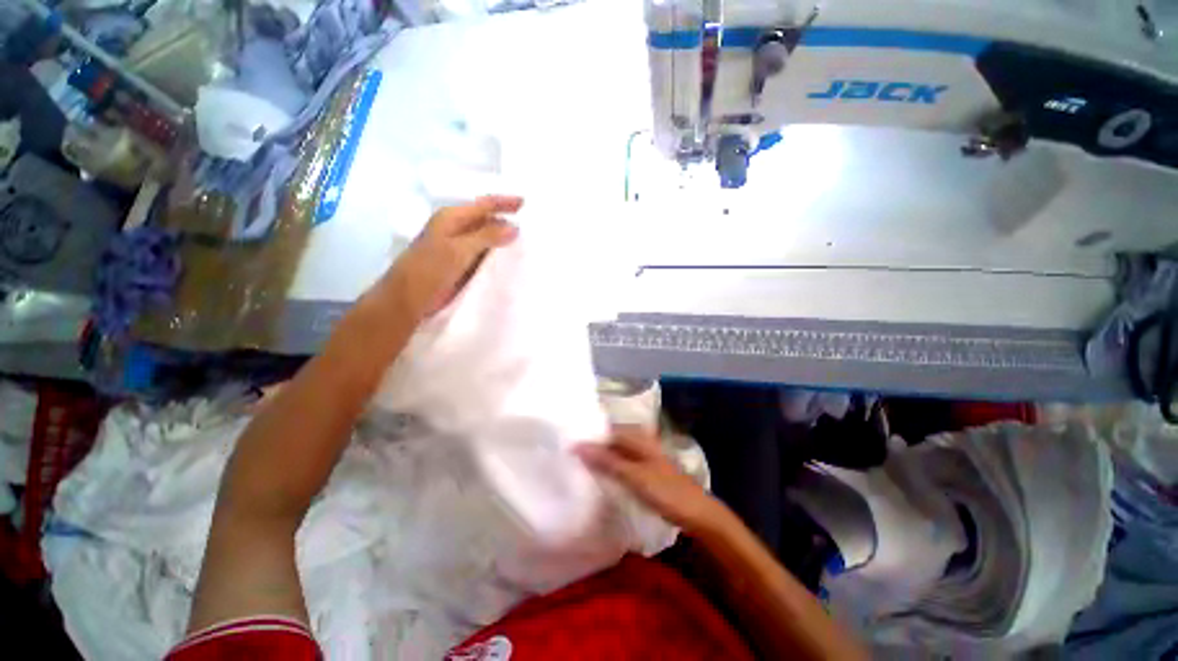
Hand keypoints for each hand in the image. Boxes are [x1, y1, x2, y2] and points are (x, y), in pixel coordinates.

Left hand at [381, 196, 522, 318]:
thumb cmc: (430, 270)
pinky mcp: (462, 266)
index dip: (505, 202)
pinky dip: (498, 257)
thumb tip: (514, 227)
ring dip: (504, 242)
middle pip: (487, 221)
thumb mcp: (459, 250)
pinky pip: (485, 256)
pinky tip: (511, 262)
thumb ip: (487, 237)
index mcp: (452, 218)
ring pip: (487, 240)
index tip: (526, 204)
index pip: (484, 205)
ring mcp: (459, 248)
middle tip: (533, 227)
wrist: (408, 300)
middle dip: (507, 223)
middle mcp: (456, 230)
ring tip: (528, 245)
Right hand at [577, 427, 729, 534]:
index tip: (567, 447)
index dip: (588, 438)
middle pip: (610, 440)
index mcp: (638, 436)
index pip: (605, 431)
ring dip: (600, 459)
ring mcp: (642, 456)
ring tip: (578, 467)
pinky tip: (599, 477)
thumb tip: (579, 446)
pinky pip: (621, 464)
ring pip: (615, 453)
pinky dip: (609, 468)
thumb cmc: (666, 491)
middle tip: (569, 458)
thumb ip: (607, 461)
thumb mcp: (634, 476)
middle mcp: (639, 441)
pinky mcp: (644, 470)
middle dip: (593, 448)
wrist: (697, 514)